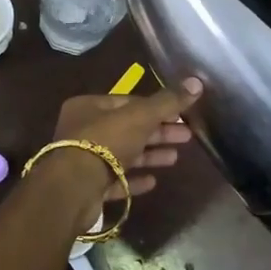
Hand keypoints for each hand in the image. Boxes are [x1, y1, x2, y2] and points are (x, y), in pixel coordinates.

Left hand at [51, 78, 201, 198]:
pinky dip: (134, 179)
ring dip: (149, 155)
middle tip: (187, 136)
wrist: (74, 188)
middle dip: (158, 132)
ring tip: (175, 158)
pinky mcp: (89, 187)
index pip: (127, 102)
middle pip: (127, 128)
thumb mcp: (140, 116)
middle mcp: (83, 131)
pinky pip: (116, 180)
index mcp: (88, 107)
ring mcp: (84, 160)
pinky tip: (153, 182)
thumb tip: (196, 81)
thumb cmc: (105, 141)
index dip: (156, 108)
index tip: (181, 115)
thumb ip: (167, 102)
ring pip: (123, 154)